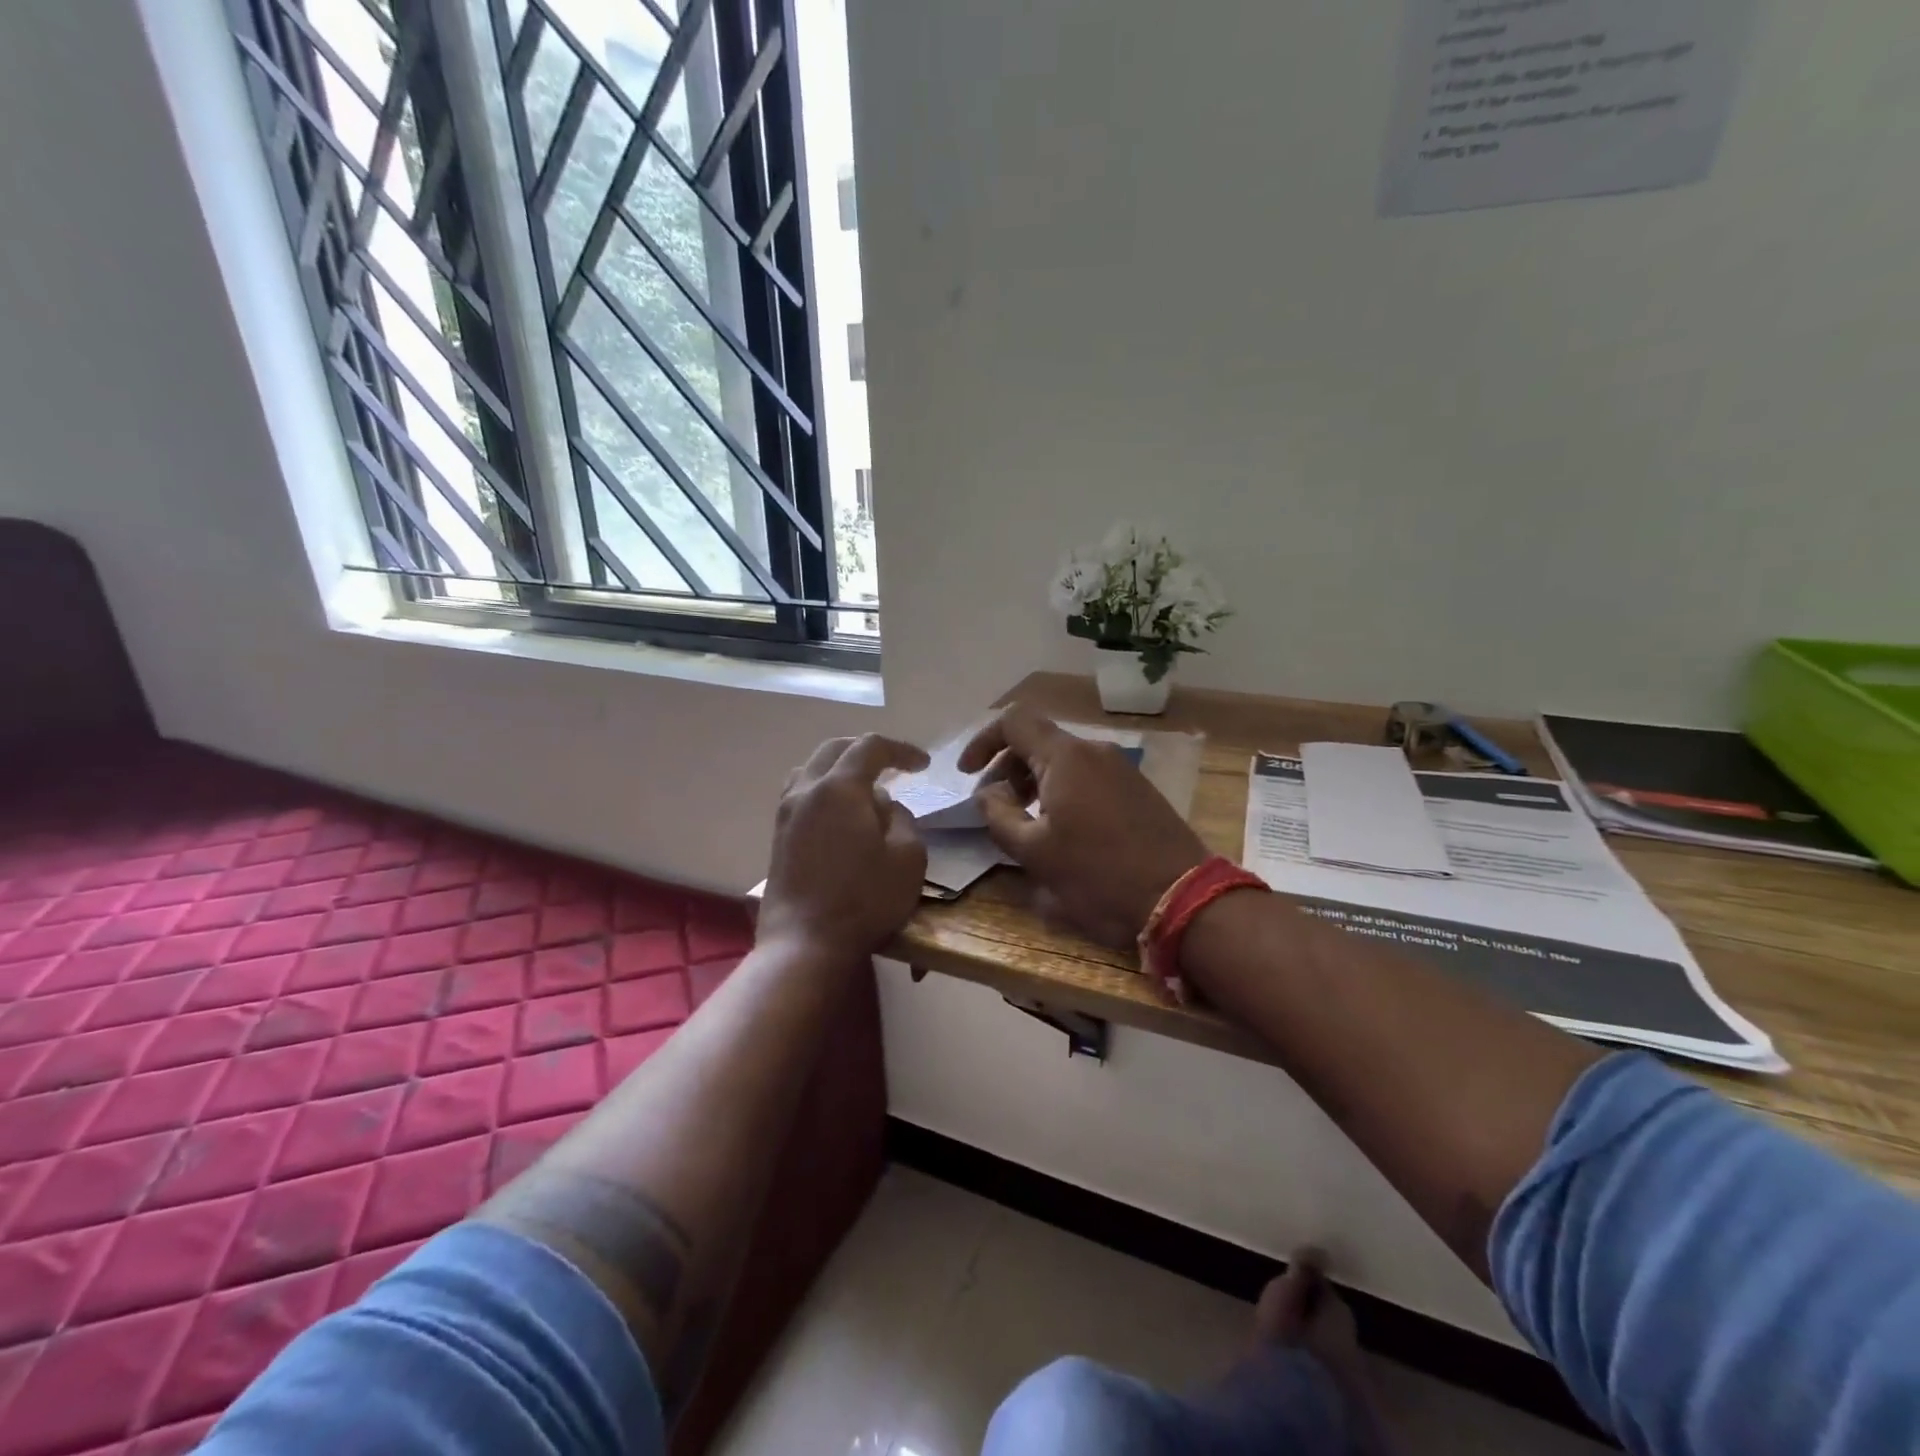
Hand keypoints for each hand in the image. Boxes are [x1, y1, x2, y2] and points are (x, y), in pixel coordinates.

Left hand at [759, 734, 929, 962]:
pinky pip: (801, 795)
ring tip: (864, 788)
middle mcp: (806, 790)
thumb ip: (901, 819)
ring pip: (811, 770)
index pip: (871, 746)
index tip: (924, 766)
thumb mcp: (908, 857)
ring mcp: (786, 814)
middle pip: (835, 749)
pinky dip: (824, 790)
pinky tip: (840, 815)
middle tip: (895, 766)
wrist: (805, 944)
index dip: (901, 749)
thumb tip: (883, 806)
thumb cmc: (864, 900)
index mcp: (839, 788)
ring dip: (840, 769)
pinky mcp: (778, 837)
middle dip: (868, 751)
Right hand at [959, 707, 1206, 947]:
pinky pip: (1087, 776)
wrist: (1182, 898)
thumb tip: (987, 793)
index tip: (967, 774)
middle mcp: (1094, 751)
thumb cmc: (1099, 875)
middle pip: (1038, 740)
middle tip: (992, 806)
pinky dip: (1061, 790)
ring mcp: (1121, 768)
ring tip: (1023, 822)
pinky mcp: (1137, 789)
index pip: (1013, 721)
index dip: (983, 741)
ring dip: (1034, 781)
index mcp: (1065, 757)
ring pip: (1063, 760)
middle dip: (1006, 767)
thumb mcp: (1035, 853)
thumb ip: (999, 816)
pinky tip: (1061, 828)